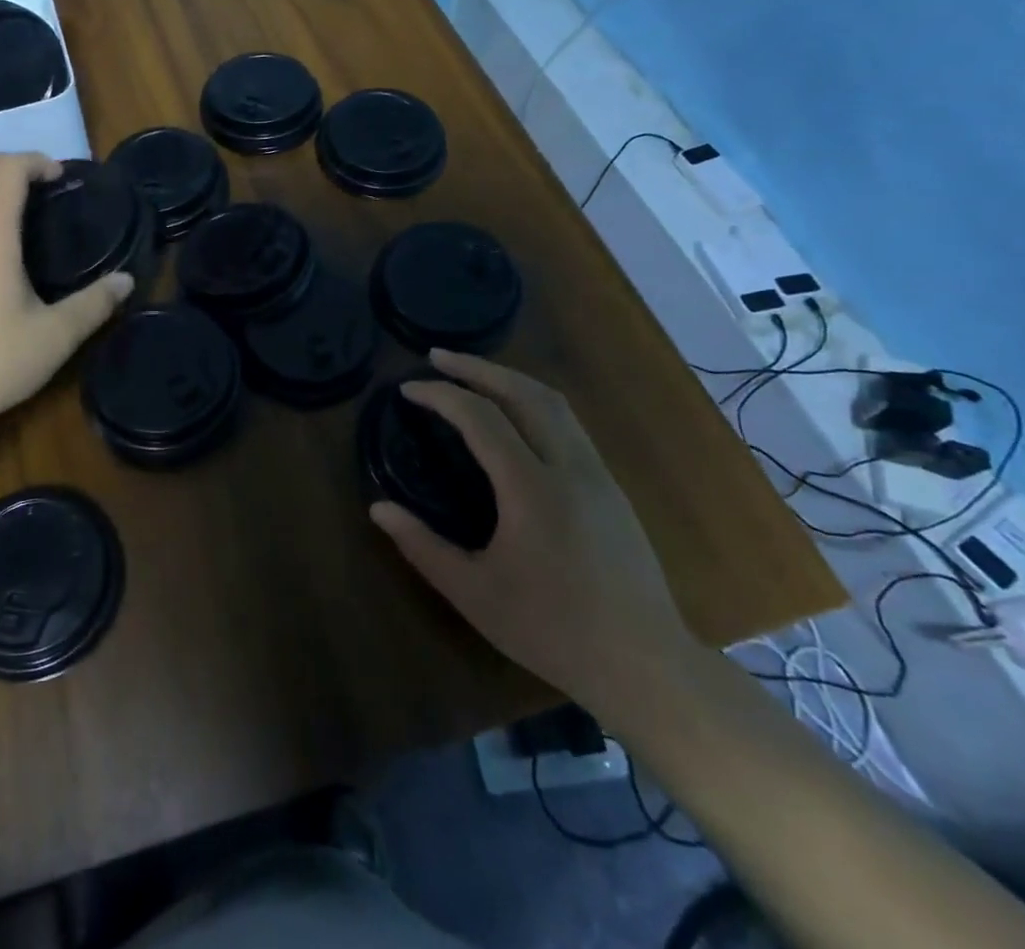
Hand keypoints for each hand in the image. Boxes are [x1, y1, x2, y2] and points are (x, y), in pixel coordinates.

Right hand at [370, 350, 695, 707]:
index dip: (441, 396)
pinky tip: (513, 415)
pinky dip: (532, 401)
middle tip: (438, 357)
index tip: (407, 390)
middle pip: (525, 392)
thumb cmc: (553, 631)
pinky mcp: (611, 486)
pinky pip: (568, 423)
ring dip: (508, 378)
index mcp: (533, 490)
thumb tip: (378, 507)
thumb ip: (422, 546)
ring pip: (554, 402)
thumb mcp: (475, 594)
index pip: (481, 418)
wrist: (646, 666)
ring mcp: (597, 474)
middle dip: (477, 367)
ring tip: (472, 374)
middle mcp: (570, 468)